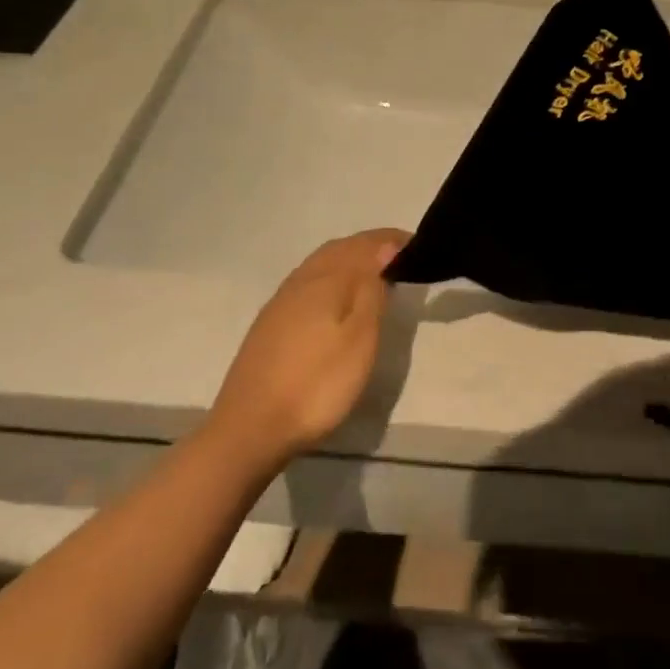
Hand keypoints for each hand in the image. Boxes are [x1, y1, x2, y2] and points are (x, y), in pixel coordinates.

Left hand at [211, 228, 409, 461]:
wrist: (250, 428)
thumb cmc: (317, 385)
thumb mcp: (359, 340)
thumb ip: (372, 291)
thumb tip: (385, 249)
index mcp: (325, 280)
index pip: (364, 245)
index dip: (391, 240)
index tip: (418, 244)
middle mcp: (301, 281)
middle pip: (339, 248)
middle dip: (370, 245)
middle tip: (400, 255)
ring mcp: (281, 302)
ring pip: (320, 263)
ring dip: (349, 258)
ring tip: (375, 272)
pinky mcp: (270, 323)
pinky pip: (308, 281)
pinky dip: (332, 276)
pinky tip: (337, 297)